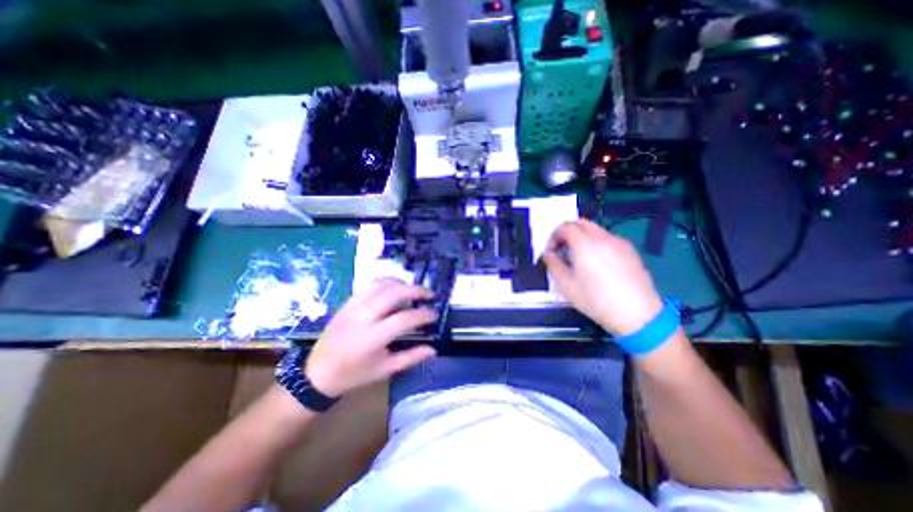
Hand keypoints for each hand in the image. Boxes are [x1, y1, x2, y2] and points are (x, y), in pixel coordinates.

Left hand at [302, 277, 438, 397]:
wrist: (316, 374)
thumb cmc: (354, 375)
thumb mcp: (385, 370)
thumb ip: (411, 358)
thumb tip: (433, 350)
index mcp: (373, 337)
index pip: (404, 318)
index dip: (423, 315)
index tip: (434, 315)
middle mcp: (363, 317)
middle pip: (394, 293)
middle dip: (415, 290)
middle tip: (428, 295)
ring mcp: (353, 307)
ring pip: (381, 284)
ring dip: (401, 284)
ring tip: (413, 290)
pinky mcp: (347, 303)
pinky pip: (369, 286)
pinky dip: (385, 283)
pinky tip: (394, 289)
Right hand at [540, 216, 665, 332]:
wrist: (637, 314)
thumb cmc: (596, 300)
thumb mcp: (566, 285)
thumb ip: (553, 265)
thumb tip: (548, 254)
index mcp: (585, 244)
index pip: (565, 227)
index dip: (554, 237)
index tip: (551, 252)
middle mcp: (603, 237)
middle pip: (581, 222)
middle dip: (567, 232)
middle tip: (562, 249)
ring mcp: (619, 242)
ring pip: (595, 229)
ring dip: (581, 237)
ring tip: (578, 258)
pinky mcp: (630, 250)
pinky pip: (607, 238)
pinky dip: (596, 243)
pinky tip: (597, 263)